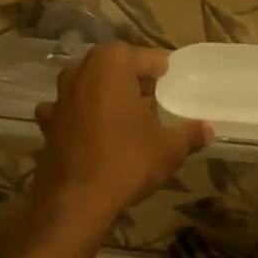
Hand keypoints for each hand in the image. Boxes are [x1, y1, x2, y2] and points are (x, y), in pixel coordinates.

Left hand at [33, 44, 211, 227]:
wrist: (77, 199)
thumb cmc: (127, 162)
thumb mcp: (169, 149)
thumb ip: (190, 134)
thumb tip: (208, 130)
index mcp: (112, 64)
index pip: (146, 57)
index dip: (161, 70)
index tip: (173, 83)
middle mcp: (82, 70)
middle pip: (114, 65)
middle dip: (133, 78)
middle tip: (153, 98)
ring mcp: (60, 95)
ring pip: (89, 83)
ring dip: (106, 93)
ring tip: (127, 114)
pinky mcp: (49, 121)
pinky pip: (70, 108)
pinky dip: (82, 114)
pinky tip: (94, 130)